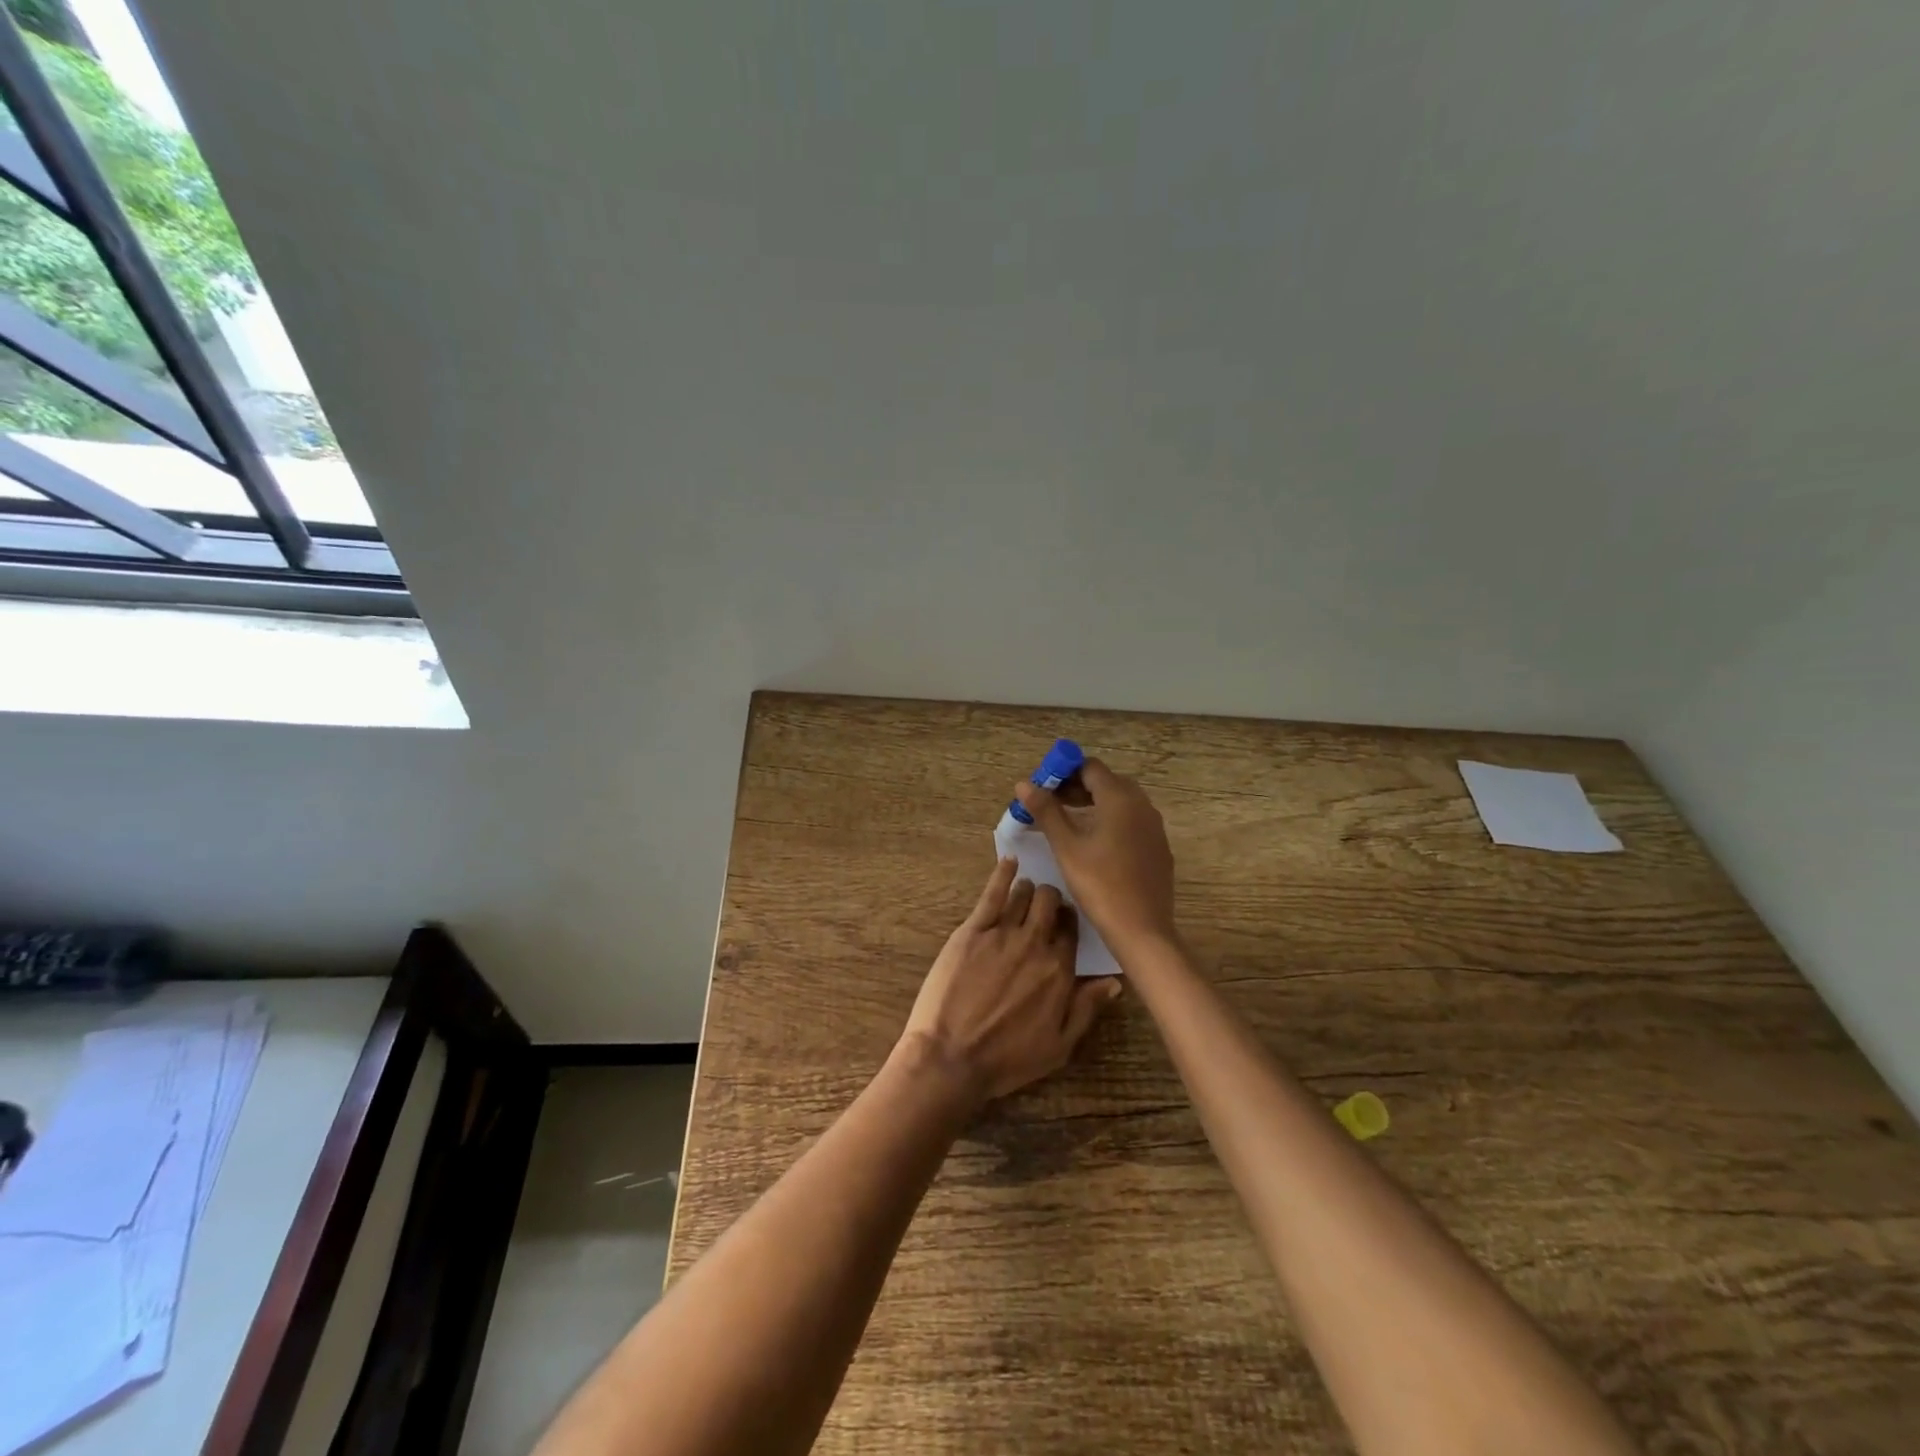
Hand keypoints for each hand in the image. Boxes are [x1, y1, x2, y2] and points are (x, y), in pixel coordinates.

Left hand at [900, 858, 1121, 1104]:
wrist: (952, 1058)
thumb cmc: (1007, 1060)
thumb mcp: (1059, 1047)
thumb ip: (1086, 1009)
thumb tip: (1114, 981)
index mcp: (1060, 972)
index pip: (1071, 932)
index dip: (1068, 923)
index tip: (1063, 922)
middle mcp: (1036, 945)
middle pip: (1050, 904)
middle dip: (1051, 899)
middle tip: (1044, 904)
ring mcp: (1003, 934)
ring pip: (1024, 895)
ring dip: (1028, 890)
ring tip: (1024, 891)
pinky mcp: (972, 930)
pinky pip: (992, 893)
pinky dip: (1003, 874)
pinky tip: (1009, 861)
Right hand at [1014, 757, 1176, 959]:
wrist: (1142, 929)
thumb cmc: (1100, 884)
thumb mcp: (1066, 847)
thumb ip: (1046, 811)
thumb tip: (1024, 784)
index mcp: (1120, 798)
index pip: (1090, 767)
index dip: (1064, 772)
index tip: (1043, 788)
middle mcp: (1142, 805)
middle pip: (1106, 782)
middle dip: (1077, 787)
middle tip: (1050, 804)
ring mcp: (1154, 826)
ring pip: (1121, 802)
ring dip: (1093, 804)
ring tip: (1067, 823)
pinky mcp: (1159, 847)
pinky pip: (1132, 821)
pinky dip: (1111, 821)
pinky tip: (1094, 844)